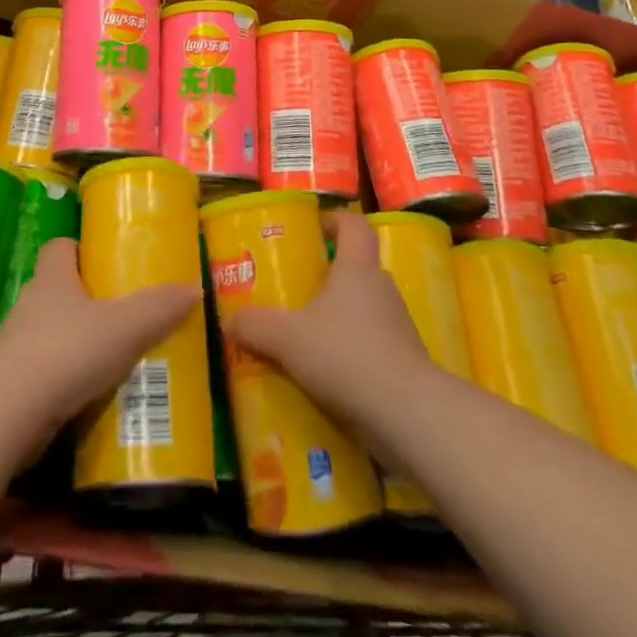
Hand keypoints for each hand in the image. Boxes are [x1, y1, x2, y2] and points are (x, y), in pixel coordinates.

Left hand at [0, 238, 198, 439]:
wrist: (9, 413)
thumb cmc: (67, 351)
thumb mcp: (125, 327)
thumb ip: (159, 308)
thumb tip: (194, 288)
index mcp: (53, 278)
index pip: (61, 247)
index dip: (81, 250)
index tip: (106, 262)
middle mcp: (31, 305)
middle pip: (59, 291)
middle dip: (87, 301)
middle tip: (123, 314)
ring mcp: (17, 346)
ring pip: (52, 334)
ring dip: (78, 344)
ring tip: (114, 358)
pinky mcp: (14, 386)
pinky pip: (46, 375)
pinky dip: (67, 382)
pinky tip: (93, 396)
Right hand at [224, 211, 434, 433]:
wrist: (408, 415)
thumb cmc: (346, 355)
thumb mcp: (288, 339)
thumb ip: (256, 326)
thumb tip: (228, 321)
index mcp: (357, 268)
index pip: (353, 225)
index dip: (333, 221)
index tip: (311, 232)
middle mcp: (381, 288)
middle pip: (357, 268)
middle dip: (328, 277)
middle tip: (297, 291)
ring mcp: (398, 326)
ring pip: (364, 309)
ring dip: (340, 319)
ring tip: (306, 338)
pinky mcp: (404, 363)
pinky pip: (373, 346)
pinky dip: (352, 354)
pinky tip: (328, 377)